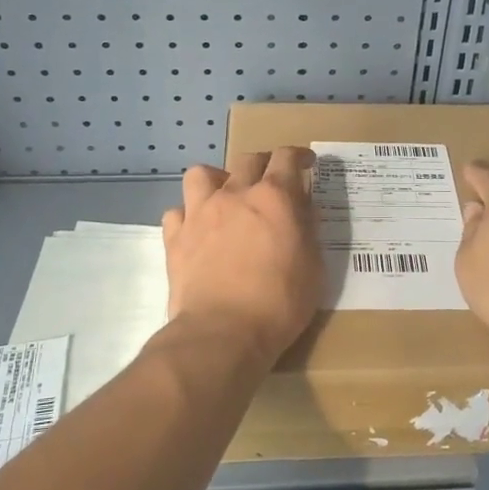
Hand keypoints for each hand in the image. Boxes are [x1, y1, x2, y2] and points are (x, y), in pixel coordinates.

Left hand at [162, 148, 322, 362]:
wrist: (222, 333)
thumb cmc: (279, 303)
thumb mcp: (313, 268)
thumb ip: (308, 231)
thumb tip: (303, 210)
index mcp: (274, 198)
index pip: (286, 158)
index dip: (298, 156)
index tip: (305, 163)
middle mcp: (234, 195)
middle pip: (247, 159)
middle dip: (263, 164)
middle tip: (271, 181)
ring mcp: (200, 214)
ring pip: (201, 174)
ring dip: (216, 180)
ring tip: (224, 197)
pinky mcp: (175, 238)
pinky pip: (177, 212)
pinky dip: (188, 216)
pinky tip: (197, 230)